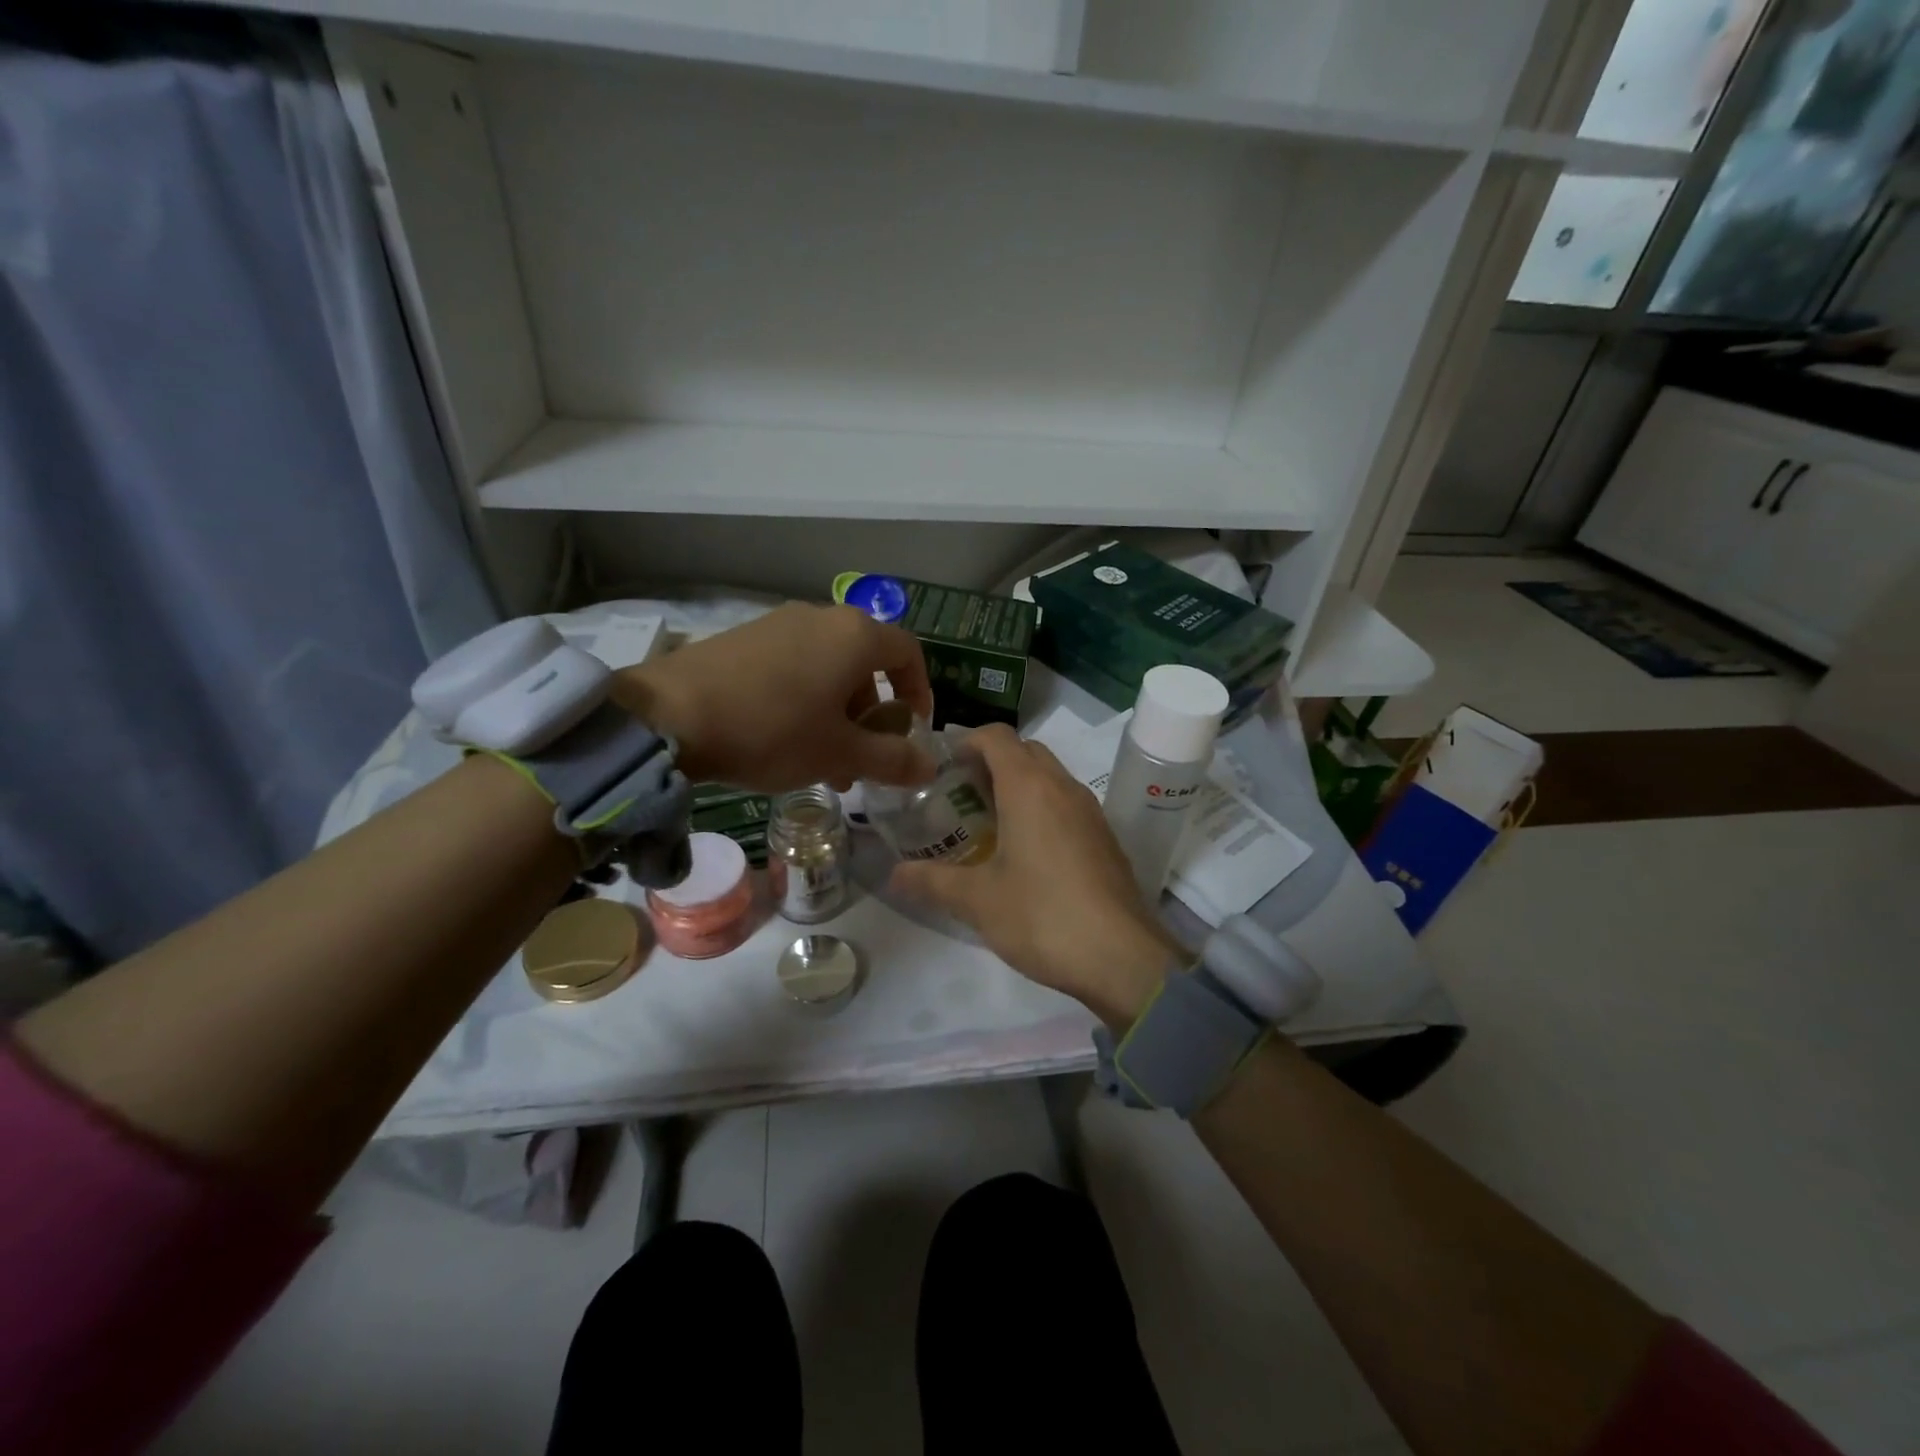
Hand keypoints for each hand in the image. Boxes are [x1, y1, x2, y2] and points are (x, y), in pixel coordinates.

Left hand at [614, 603, 936, 791]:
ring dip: (837, 716)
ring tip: (822, 764)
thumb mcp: (841, 753)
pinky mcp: (744, 638)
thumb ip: (892, 759)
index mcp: (854, 636)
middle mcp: (821, 618)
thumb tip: (930, 767)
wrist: (669, 715)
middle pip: (865, 665)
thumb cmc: (774, 730)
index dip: (919, 692)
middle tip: (861, 760)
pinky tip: (782, 742)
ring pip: (827, 670)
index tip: (913, 730)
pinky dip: (804, 702)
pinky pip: (792, 667)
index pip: (908, 653)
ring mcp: (778, 624)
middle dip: (871, 716)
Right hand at [889, 724, 1182, 1026]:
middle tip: (961, 796)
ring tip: (988, 823)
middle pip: (1025, 751)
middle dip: (991, 762)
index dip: (966, 741)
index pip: (997, 736)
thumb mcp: (977, 900)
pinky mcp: (1105, 838)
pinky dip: (1042, 809)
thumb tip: (894, 874)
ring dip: (1019, 785)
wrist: (1122, 958)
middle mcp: (1063, 787)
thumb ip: (932, 881)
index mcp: (1029, 787)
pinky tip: (1026, 852)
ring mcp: (1090, 811)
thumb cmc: (1042, 916)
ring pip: (1050, 777)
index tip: (942, 767)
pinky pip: (1067, 804)